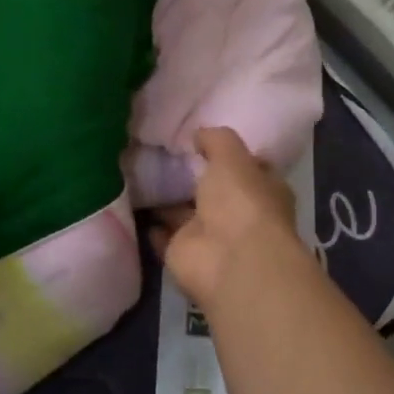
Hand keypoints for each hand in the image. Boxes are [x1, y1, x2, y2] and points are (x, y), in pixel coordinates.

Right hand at [151, 126, 307, 311]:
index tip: (200, 139)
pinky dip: (152, 225)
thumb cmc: (242, 201)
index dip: (226, 154)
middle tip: (160, 152)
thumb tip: (199, 134)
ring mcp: (210, 236)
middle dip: (191, 176)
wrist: (230, 259)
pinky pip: (164, 236)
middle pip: (212, 191)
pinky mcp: (182, 254)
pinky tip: (133, 203)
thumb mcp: (232, 157)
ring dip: (167, 198)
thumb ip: (216, 140)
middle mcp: (237, 213)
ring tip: (139, 172)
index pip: (246, 167)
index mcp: (260, 189)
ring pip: (184, 213)